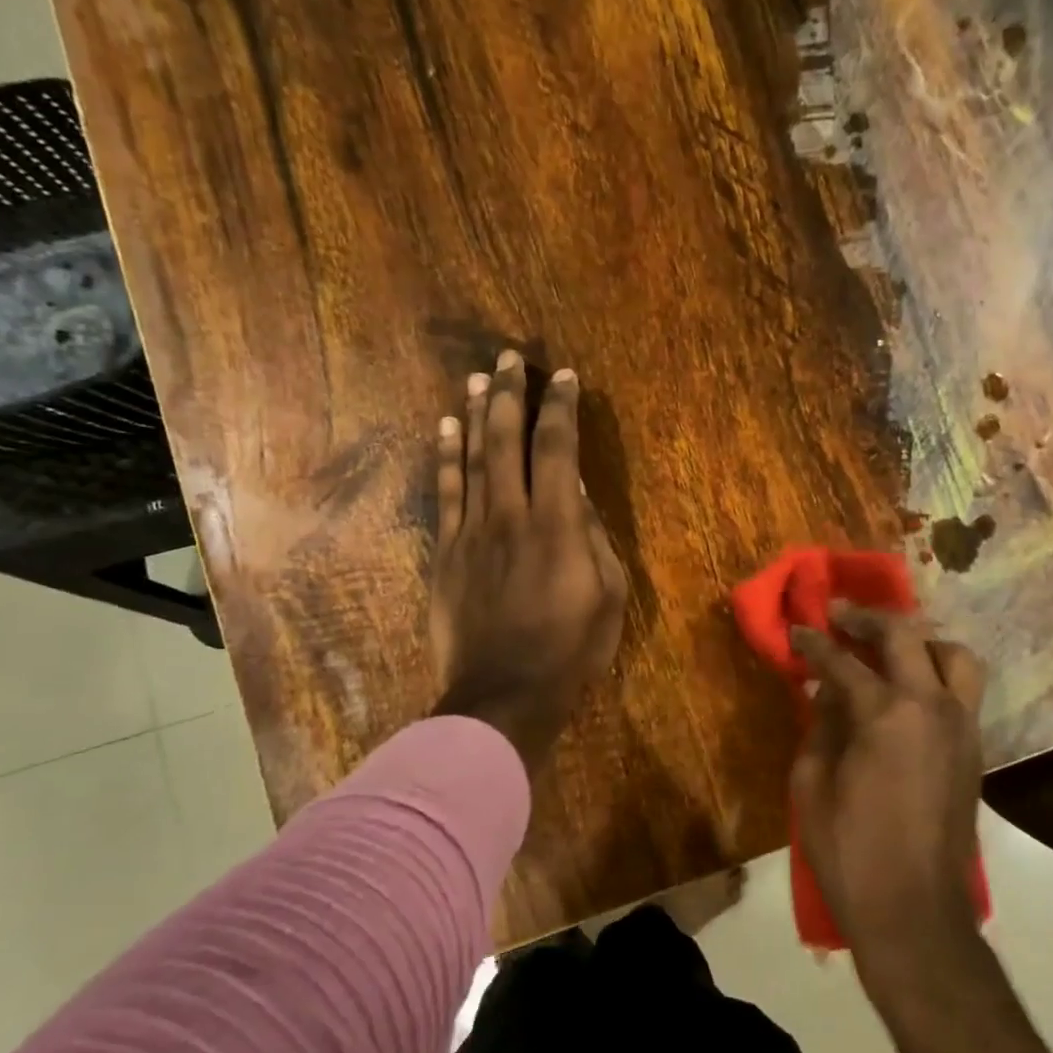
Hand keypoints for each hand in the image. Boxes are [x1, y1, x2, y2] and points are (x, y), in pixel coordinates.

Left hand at [430, 350, 627, 770]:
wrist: (503, 695)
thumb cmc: (570, 649)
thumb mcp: (608, 596)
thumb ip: (594, 538)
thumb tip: (576, 495)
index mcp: (557, 526)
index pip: (557, 449)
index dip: (560, 408)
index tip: (562, 376)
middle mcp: (510, 515)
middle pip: (506, 440)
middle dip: (509, 394)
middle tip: (509, 357)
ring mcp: (471, 532)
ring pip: (471, 459)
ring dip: (473, 414)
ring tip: (476, 377)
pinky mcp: (446, 553)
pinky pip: (444, 494)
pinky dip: (444, 458)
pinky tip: (443, 428)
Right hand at [789, 606, 985, 966]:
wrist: (914, 911)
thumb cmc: (850, 851)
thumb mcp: (812, 784)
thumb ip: (821, 727)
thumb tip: (828, 693)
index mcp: (886, 714)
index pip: (843, 662)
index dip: (815, 643)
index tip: (798, 630)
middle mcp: (932, 707)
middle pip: (907, 637)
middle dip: (869, 619)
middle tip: (842, 616)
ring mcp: (962, 727)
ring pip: (955, 656)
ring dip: (920, 641)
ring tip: (890, 649)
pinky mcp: (975, 749)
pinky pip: (962, 691)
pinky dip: (936, 674)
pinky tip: (907, 690)